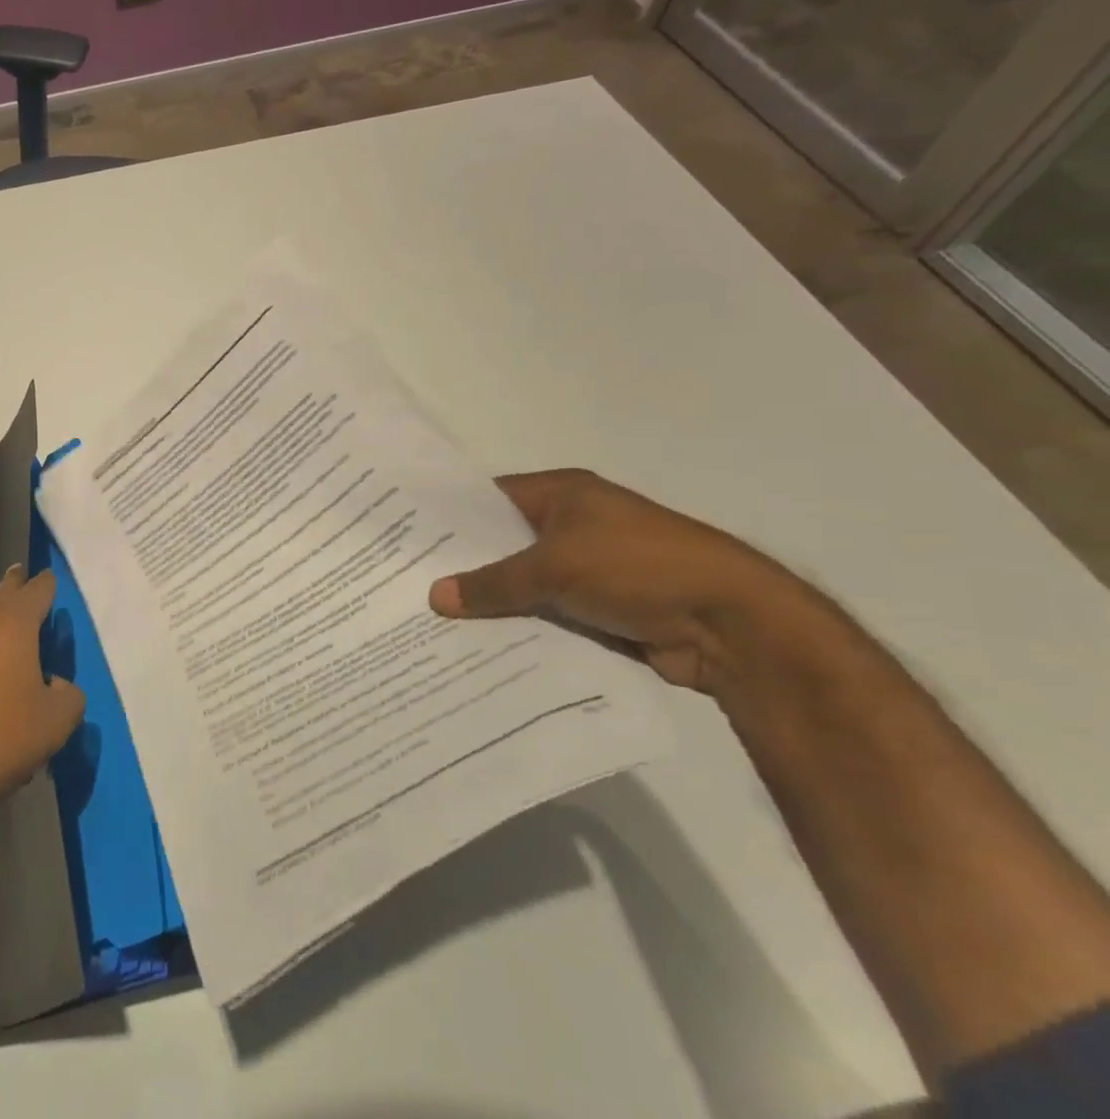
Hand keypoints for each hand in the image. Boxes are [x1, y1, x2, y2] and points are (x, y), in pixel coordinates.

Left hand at [0, 566, 84, 825]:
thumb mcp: (55, 723)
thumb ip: (70, 694)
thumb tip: (56, 684)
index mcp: (13, 619)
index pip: (40, 586)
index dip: (52, 588)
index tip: (60, 599)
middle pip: (5, 591)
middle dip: (21, 597)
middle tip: (36, 617)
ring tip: (10, 656)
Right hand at [428, 469, 823, 697]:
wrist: (734, 626)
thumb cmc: (639, 567)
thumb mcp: (556, 566)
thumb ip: (494, 582)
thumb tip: (434, 597)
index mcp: (563, 494)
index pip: (490, 498)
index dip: (451, 517)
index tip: (407, 539)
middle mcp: (572, 525)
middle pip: (504, 543)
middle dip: (465, 565)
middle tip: (409, 585)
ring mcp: (587, 568)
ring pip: (524, 583)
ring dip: (492, 602)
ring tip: (433, 621)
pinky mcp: (600, 609)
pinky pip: (546, 614)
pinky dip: (521, 627)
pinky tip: (481, 647)